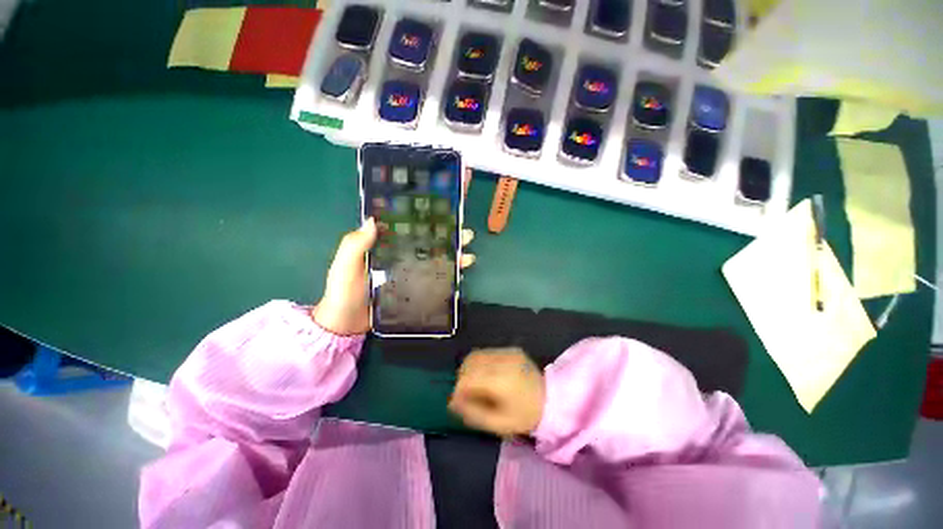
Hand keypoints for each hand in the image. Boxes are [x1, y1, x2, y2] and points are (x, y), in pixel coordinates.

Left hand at [312, 218, 476, 335]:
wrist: (347, 324)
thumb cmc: (343, 292)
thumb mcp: (345, 266)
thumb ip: (354, 245)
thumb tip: (373, 220)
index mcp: (384, 245)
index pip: (406, 227)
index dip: (424, 218)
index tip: (442, 211)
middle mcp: (400, 255)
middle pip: (427, 242)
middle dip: (447, 236)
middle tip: (465, 234)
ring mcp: (409, 272)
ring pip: (434, 258)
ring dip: (452, 254)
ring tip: (468, 252)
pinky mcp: (414, 287)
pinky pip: (433, 277)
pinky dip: (448, 273)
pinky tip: (461, 270)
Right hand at [449, 348, 545, 436]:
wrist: (552, 401)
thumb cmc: (525, 417)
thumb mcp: (498, 424)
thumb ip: (472, 413)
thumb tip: (452, 402)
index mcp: (502, 381)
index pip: (468, 378)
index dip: (458, 390)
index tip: (457, 403)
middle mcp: (504, 361)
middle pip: (470, 362)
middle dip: (462, 377)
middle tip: (466, 394)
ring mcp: (509, 352)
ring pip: (477, 354)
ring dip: (470, 368)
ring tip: (475, 384)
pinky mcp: (512, 349)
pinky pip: (487, 352)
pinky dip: (480, 363)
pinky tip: (486, 375)